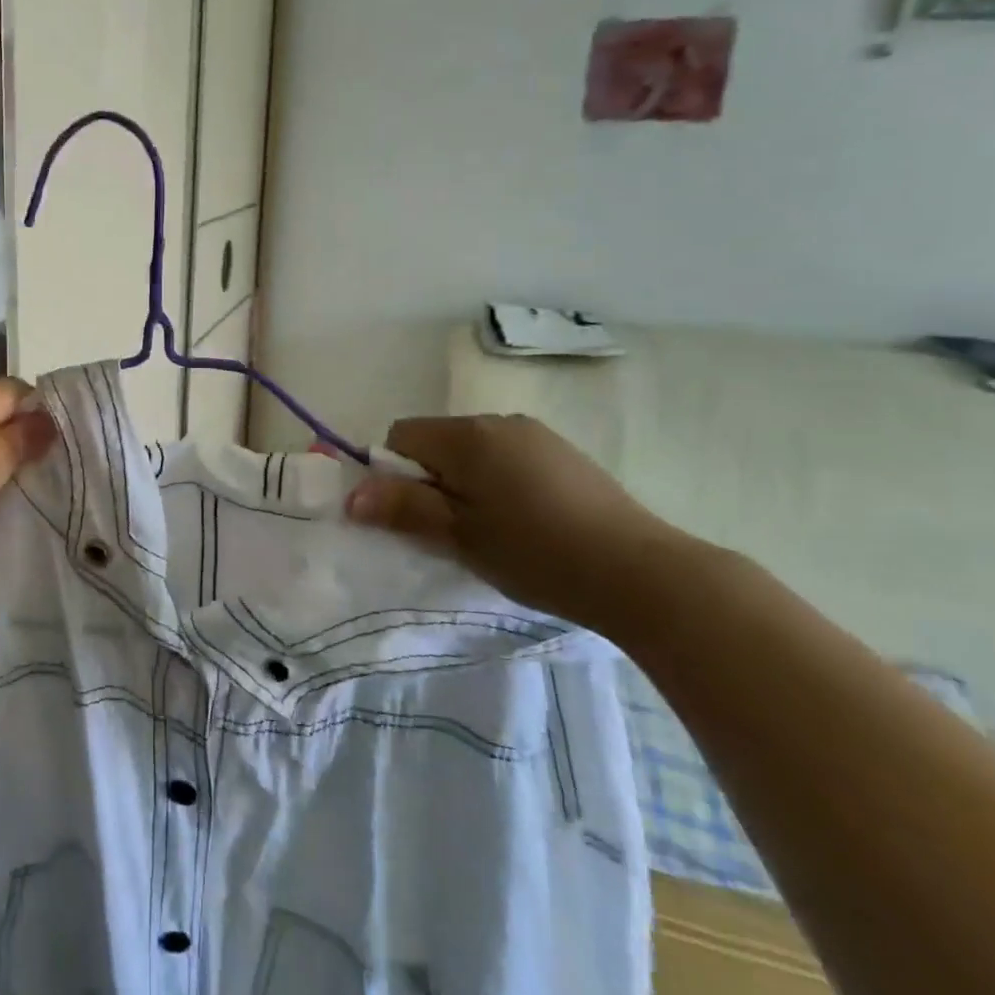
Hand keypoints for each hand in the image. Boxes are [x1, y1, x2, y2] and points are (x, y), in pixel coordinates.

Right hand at [346, 414, 691, 628]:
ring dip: (465, 484)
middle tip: (450, 532)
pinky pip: (508, 460)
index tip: (412, 517)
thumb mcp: (459, 535)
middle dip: (430, 481)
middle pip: (437, 442)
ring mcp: (536, 435)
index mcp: (467, 435)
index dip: (393, 474)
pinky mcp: (565, 455)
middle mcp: (499, 421)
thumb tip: (352, 495)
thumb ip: (403, 508)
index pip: (400, 436)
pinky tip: (526, 525)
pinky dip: (499, 485)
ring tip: (491, 533)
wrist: (642, 573)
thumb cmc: (536, 552)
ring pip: (474, 453)